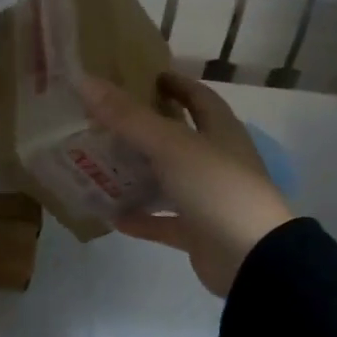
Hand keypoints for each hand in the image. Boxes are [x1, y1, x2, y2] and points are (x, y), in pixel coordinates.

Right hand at [78, 71, 292, 297]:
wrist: (251, 258)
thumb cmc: (216, 188)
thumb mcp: (170, 145)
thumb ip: (127, 116)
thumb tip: (85, 81)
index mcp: (220, 132)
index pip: (198, 97)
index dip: (174, 84)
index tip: (143, 78)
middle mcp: (216, 160)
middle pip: (178, 138)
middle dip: (145, 129)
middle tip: (105, 122)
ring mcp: (209, 198)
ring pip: (168, 180)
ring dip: (139, 174)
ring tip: (100, 165)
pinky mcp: (199, 232)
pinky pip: (165, 221)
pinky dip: (142, 218)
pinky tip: (112, 216)